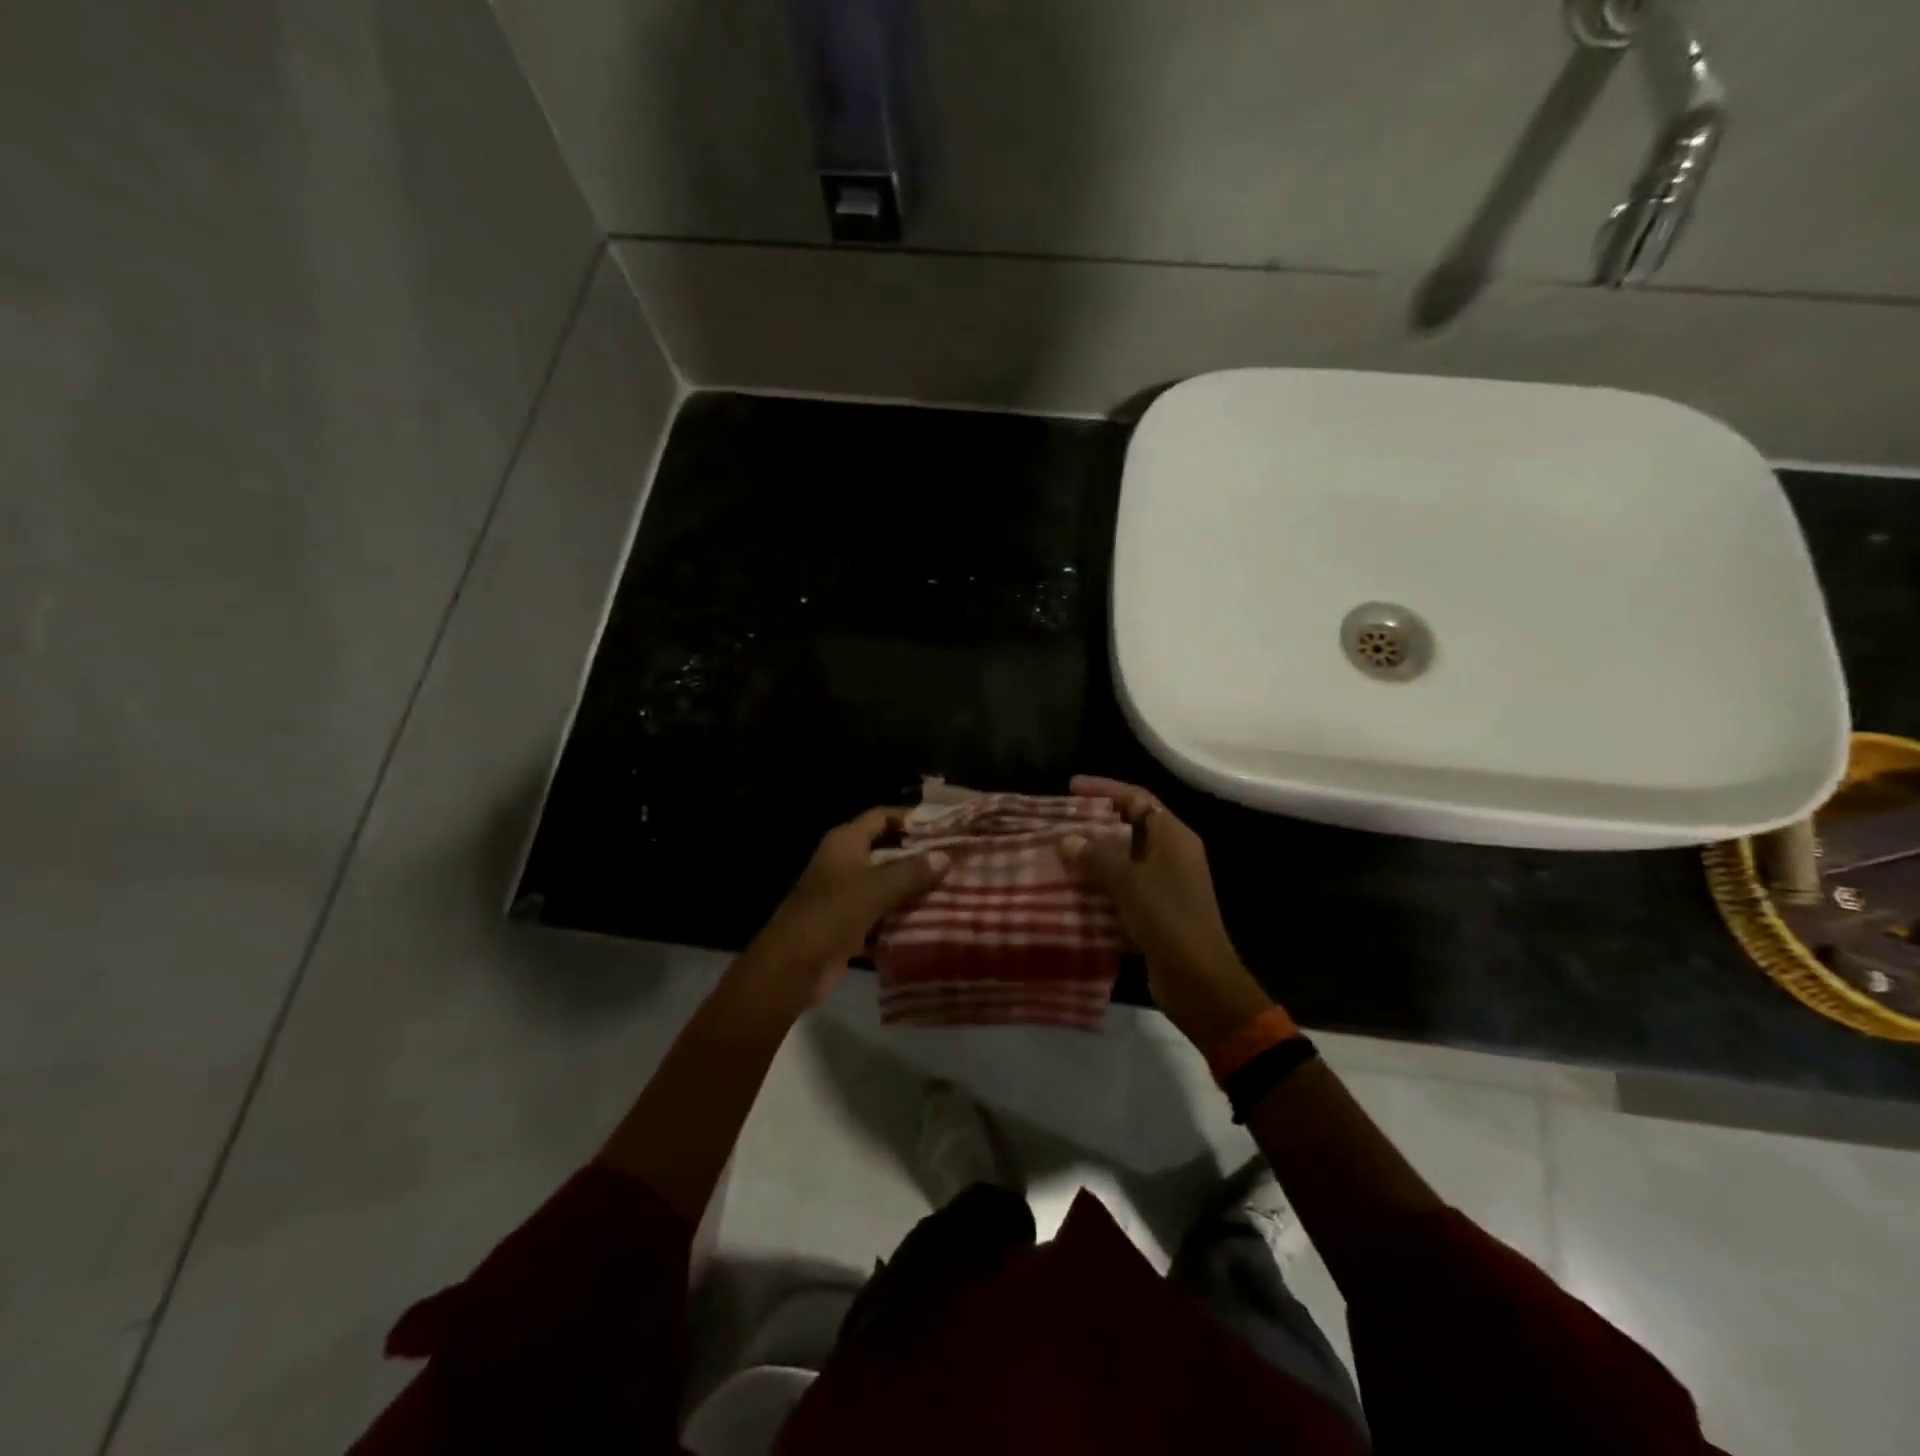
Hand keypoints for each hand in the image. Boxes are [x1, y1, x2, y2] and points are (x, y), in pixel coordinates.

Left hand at [743, 808, 950, 1006]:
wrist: (794, 967)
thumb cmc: (833, 913)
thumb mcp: (877, 887)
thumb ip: (912, 871)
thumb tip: (945, 856)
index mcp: (845, 842)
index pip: (881, 817)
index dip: (911, 818)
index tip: (944, 826)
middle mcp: (844, 861)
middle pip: (886, 850)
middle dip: (919, 855)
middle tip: (956, 859)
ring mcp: (845, 894)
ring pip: (886, 883)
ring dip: (914, 888)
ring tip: (953, 887)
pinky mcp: (849, 923)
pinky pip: (882, 912)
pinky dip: (902, 915)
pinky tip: (933, 919)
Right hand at [1060, 776, 1273, 1050]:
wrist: (1199, 980)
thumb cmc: (1168, 918)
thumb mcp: (1128, 881)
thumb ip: (1097, 856)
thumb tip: (1067, 839)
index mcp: (1174, 837)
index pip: (1137, 798)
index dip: (1105, 789)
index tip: (1071, 787)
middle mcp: (1172, 855)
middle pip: (1130, 826)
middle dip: (1094, 824)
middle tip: (1058, 821)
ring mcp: (1165, 884)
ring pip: (1123, 860)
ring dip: (1093, 857)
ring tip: (1057, 853)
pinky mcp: (1155, 912)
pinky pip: (1122, 888)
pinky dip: (1099, 886)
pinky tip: (1071, 890)